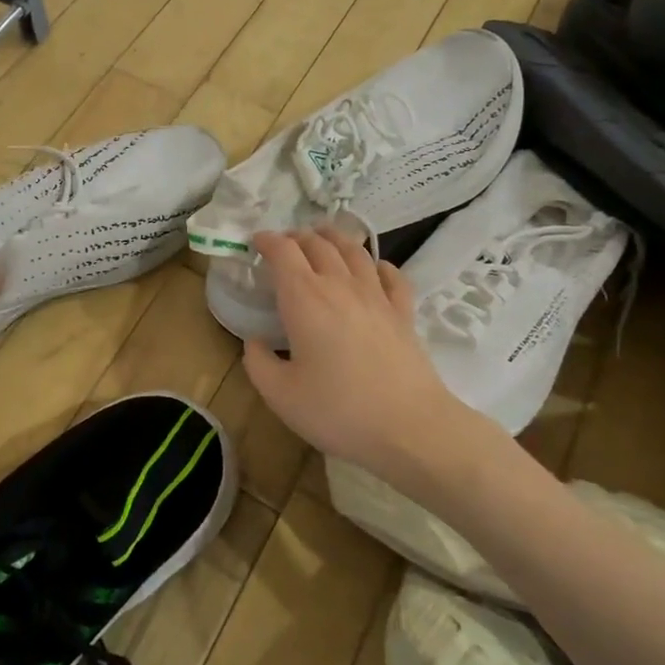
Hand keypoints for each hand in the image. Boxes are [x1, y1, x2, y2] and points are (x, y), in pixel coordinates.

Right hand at [242, 228, 474, 493]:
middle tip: (285, 242)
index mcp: (305, 299)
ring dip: (334, 238)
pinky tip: (374, 268)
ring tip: (324, 236)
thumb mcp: (280, 395)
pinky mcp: (403, 313)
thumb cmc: (337, 411)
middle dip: (297, 237)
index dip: (268, 241)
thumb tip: (254, 342)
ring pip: (355, 251)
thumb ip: (258, 363)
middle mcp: (340, 286)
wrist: (409, 427)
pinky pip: (392, 275)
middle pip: (318, 244)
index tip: (256, 242)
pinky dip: (378, 264)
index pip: (283, 252)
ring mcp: (377, 297)